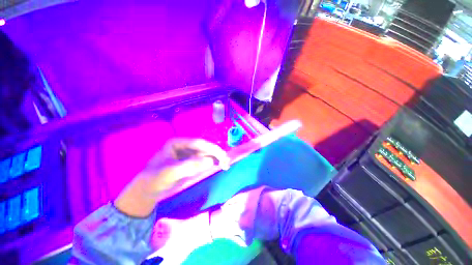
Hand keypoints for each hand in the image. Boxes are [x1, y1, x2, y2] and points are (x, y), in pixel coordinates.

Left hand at [114, 138, 229, 216]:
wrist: (147, 190)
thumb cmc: (154, 179)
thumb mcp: (169, 173)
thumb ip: (189, 166)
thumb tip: (210, 161)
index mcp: (178, 143)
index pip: (198, 143)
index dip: (212, 149)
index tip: (222, 156)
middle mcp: (184, 146)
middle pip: (204, 148)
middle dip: (216, 154)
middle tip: (226, 162)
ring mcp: (188, 154)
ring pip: (206, 154)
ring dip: (216, 158)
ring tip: (225, 165)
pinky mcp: (190, 162)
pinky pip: (204, 160)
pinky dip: (212, 163)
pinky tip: (219, 165)